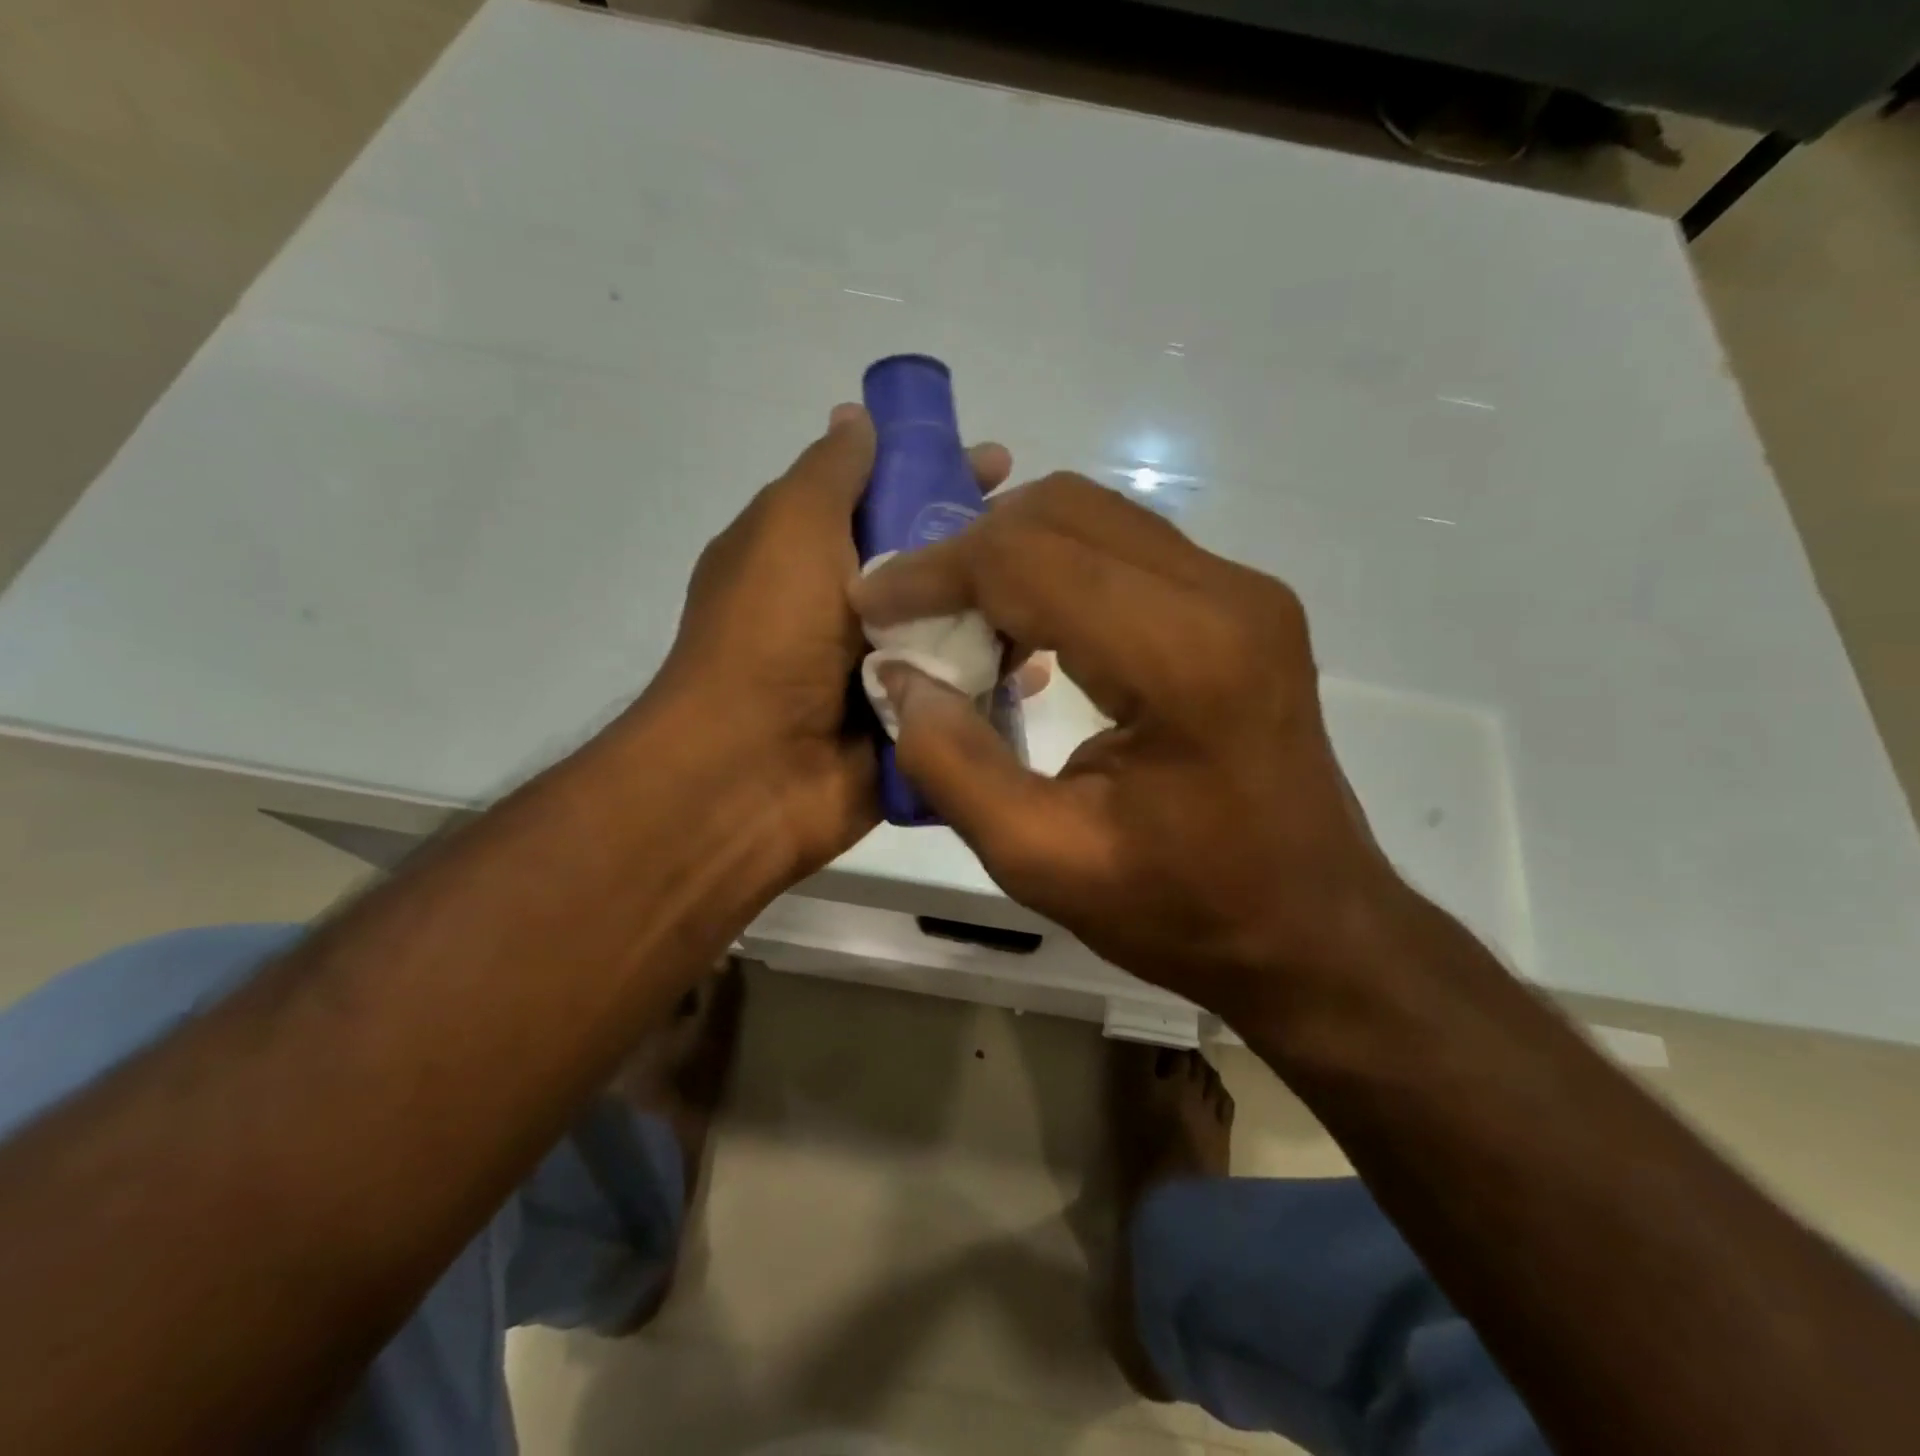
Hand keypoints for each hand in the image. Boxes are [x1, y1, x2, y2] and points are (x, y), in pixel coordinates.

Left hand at [655, 405, 1013, 879]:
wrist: (753, 770)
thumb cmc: (768, 635)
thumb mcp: (790, 528)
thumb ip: (831, 472)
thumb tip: (855, 417)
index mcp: (809, 556)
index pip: (885, 497)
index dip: (938, 472)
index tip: (997, 464)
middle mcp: (845, 610)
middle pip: (929, 565)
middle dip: (981, 548)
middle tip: (1037, 539)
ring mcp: (879, 671)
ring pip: (955, 629)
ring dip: (998, 615)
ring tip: (1051, 602)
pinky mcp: (908, 723)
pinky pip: (963, 694)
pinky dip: (997, 682)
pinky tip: (1039, 670)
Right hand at [849, 473, 1403, 1023]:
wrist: (1310, 927)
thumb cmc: (1183, 909)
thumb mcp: (1042, 861)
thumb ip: (954, 764)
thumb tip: (901, 678)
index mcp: (1182, 656)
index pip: (1028, 560)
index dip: (934, 571)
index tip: (872, 601)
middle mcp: (1224, 594)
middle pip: (1062, 512)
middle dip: (968, 551)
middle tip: (913, 612)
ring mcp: (1243, 590)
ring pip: (1094, 519)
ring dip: (1011, 556)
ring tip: (959, 622)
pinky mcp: (1242, 605)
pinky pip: (1125, 550)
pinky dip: (1056, 571)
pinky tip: (1026, 632)